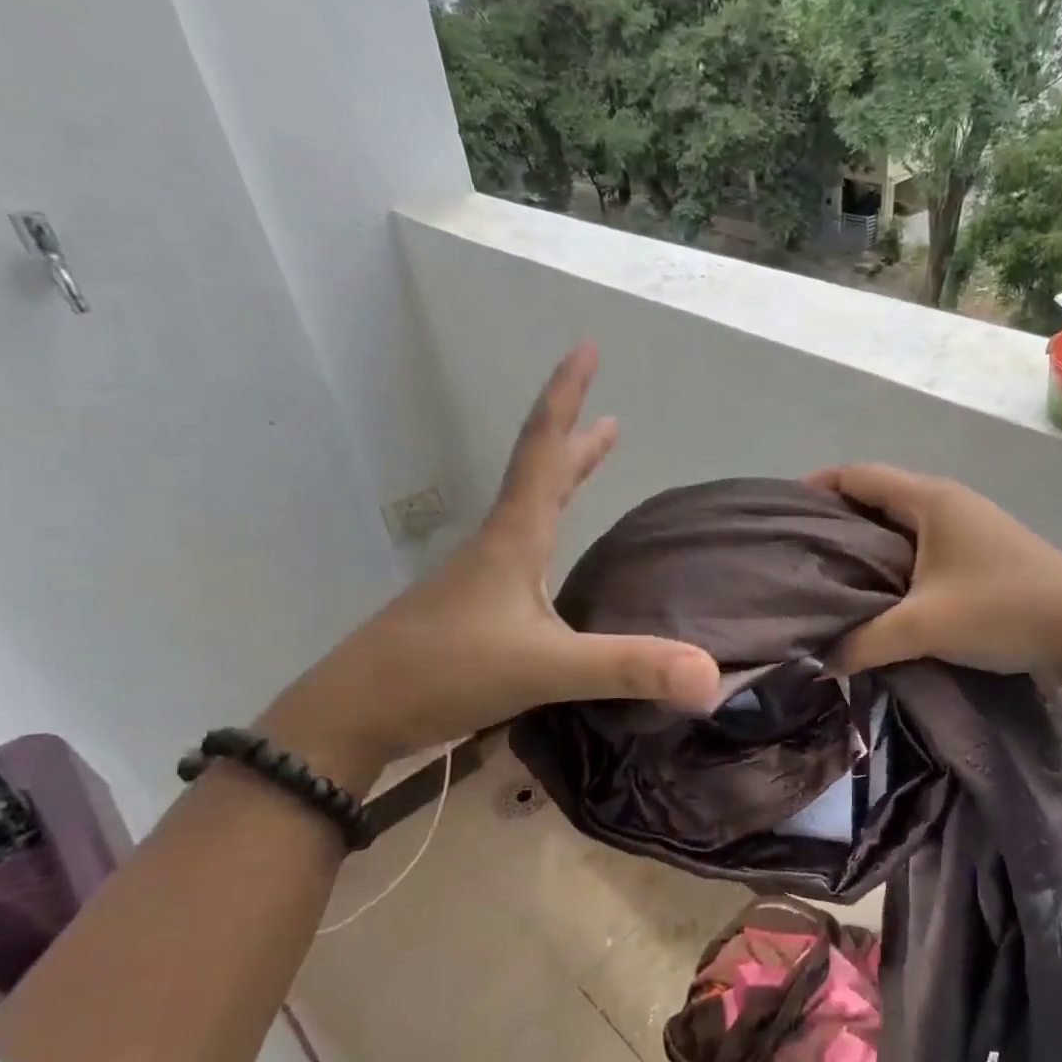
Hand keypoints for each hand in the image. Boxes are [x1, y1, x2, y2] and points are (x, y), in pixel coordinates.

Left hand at [267, 344, 720, 779]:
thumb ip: (627, 668)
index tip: (585, 347)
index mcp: (514, 537)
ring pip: (529, 510)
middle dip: (575, 439)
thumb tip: (710, 677)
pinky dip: (549, 529)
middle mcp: (497, 545)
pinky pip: (521, 549)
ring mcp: (478, 577)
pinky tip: (553, 561)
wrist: (352, 714)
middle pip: (540, 474)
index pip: (545, 450)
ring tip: (591, 463)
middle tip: (611, 418)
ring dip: (562, 480)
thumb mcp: (545, 669)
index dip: (567, 396)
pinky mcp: (470, 608)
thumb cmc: (444, 673)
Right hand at [805, 464, 1061, 676]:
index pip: (856, 475)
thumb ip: (863, 643)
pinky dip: (892, 560)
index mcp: (929, 499)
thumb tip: (815, 664)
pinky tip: (879, 594)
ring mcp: (968, 526)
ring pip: (899, 524)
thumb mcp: (924, 627)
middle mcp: (947, 502)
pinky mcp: (981, 553)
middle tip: (798, 555)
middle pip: (875, 497)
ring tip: (829, 577)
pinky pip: (921, 545)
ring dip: (865, 544)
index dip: (815, 487)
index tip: (781, 516)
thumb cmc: (1003, 609)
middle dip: (834, 520)